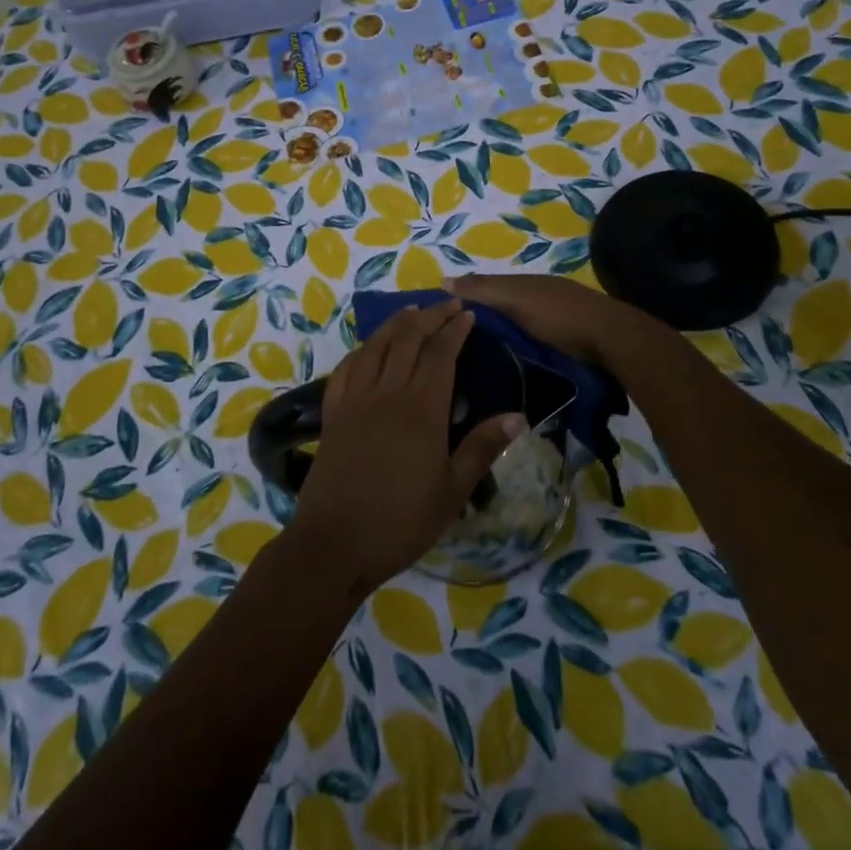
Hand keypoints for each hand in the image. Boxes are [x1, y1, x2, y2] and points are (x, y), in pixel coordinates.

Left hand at [284, 300, 522, 598]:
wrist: (334, 543)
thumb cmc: (401, 522)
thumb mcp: (451, 492)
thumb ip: (481, 448)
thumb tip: (518, 416)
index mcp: (421, 408)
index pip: (440, 354)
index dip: (455, 330)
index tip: (468, 315)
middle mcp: (387, 392)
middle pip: (408, 339)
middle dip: (429, 316)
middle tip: (447, 306)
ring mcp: (355, 400)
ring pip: (376, 346)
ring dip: (396, 323)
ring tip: (412, 312)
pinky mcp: (333, 413)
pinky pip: (347, 368)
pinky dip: (363, 349)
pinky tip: (369, 348)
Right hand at [448, 272, 645, 367]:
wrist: (613, 341)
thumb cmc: (560, 316)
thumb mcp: (517, 299)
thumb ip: (483, 290)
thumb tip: (444, 280)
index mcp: (527, 283)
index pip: (487, 287)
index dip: (465, 298)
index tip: (441, 318)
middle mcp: (541, 296)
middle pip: (504, 306)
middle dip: (483, 318)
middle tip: (455, 342)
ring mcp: (557, 319)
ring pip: (519, 324)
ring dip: (502, 334)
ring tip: (477, 356)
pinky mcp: (569, 342)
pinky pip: (534, 340)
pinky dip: (520, 345)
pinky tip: (510, 359)